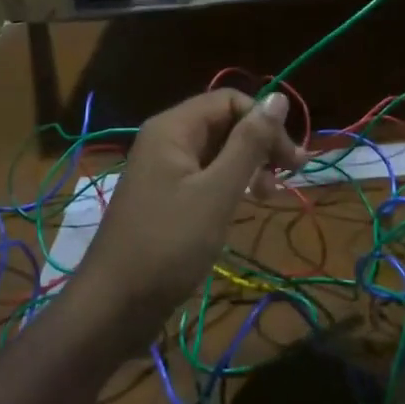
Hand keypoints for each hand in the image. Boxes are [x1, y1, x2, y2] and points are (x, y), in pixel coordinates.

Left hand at [70, 89, 299, 342]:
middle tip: (287, 179)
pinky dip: (229, 185)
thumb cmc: (169, 244)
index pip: (230, 100)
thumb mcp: (217, 192)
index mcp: (173, 128)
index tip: (291, 160)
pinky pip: (205, 175)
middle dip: (259, 144)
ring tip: (267, 196)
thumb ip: (249, 143)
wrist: (114, 306)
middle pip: (224, 122)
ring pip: (217, 151)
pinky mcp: (165, 197)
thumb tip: (278, 98)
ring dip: (248, 166)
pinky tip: (243, 205)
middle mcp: (166, 139)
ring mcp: (163, 170)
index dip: (264, 122)